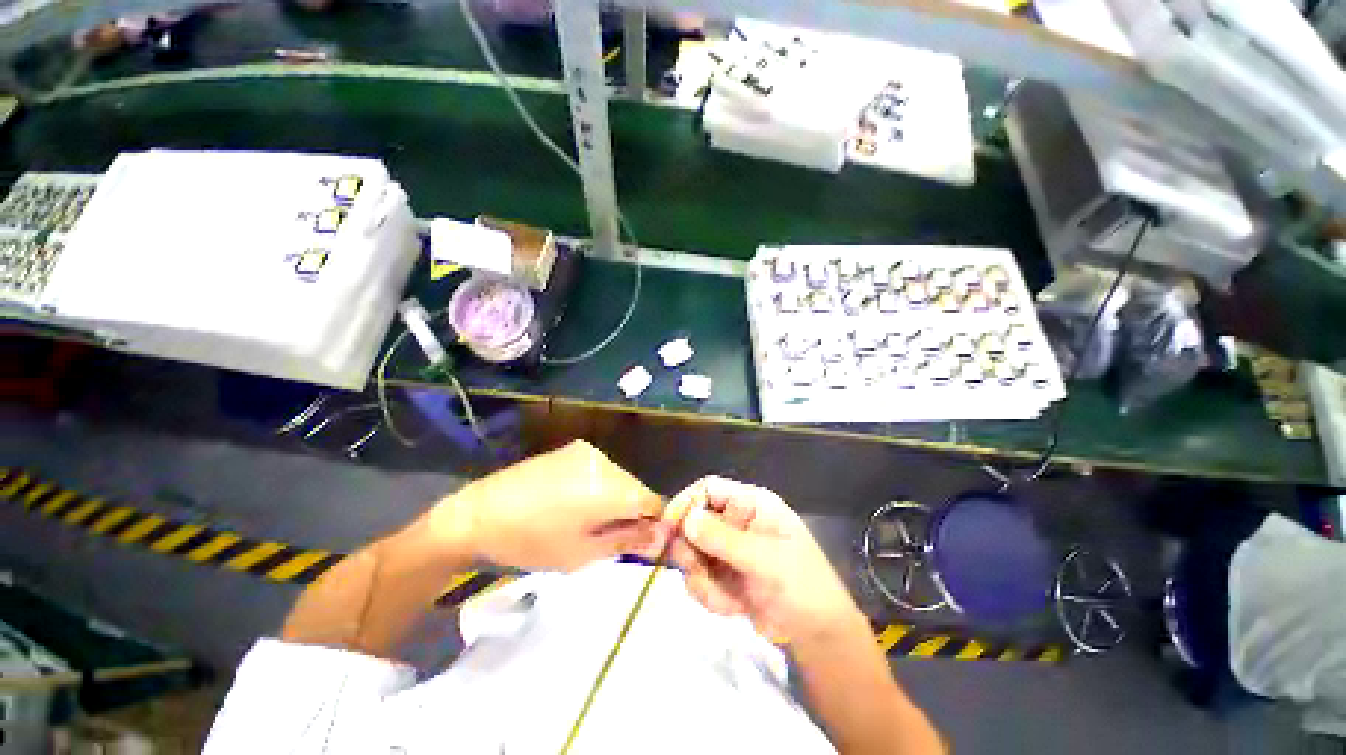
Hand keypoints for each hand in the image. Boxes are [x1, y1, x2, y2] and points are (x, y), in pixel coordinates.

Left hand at [430, 441, 665, 570]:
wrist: (478, 514)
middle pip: (637, 488)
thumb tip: (664, 536)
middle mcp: (606, 462)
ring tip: (588, 522)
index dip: (653, 524)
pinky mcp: (572, 450)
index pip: (654, 501)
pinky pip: (601, 470)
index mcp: (611, 487)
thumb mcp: (583, 553)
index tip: (639, 544)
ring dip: (616, 500)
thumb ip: (629, 540)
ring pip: (620, 479)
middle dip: (632, 513)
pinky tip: (575, 503)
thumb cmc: (532, 542)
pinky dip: (600, 488)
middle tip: (607, 538)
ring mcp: (588, 452)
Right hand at [663, 476, 859, 641]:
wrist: (816, 634)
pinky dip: (710, 596)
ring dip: (703, 581)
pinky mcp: (722, 574)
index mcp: (750, 504)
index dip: (686, 503)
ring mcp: (727, 549)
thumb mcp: (765, 560)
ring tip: (728, 600)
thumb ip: (724, 539)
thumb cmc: (801, 585)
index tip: (669, 528)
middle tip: (698, 572)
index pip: (709, 489)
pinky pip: (698, 578)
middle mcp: (735, 521)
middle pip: (693, 522)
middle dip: (691, 552)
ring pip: (692, 553)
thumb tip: (686, 519)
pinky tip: (733, 608)